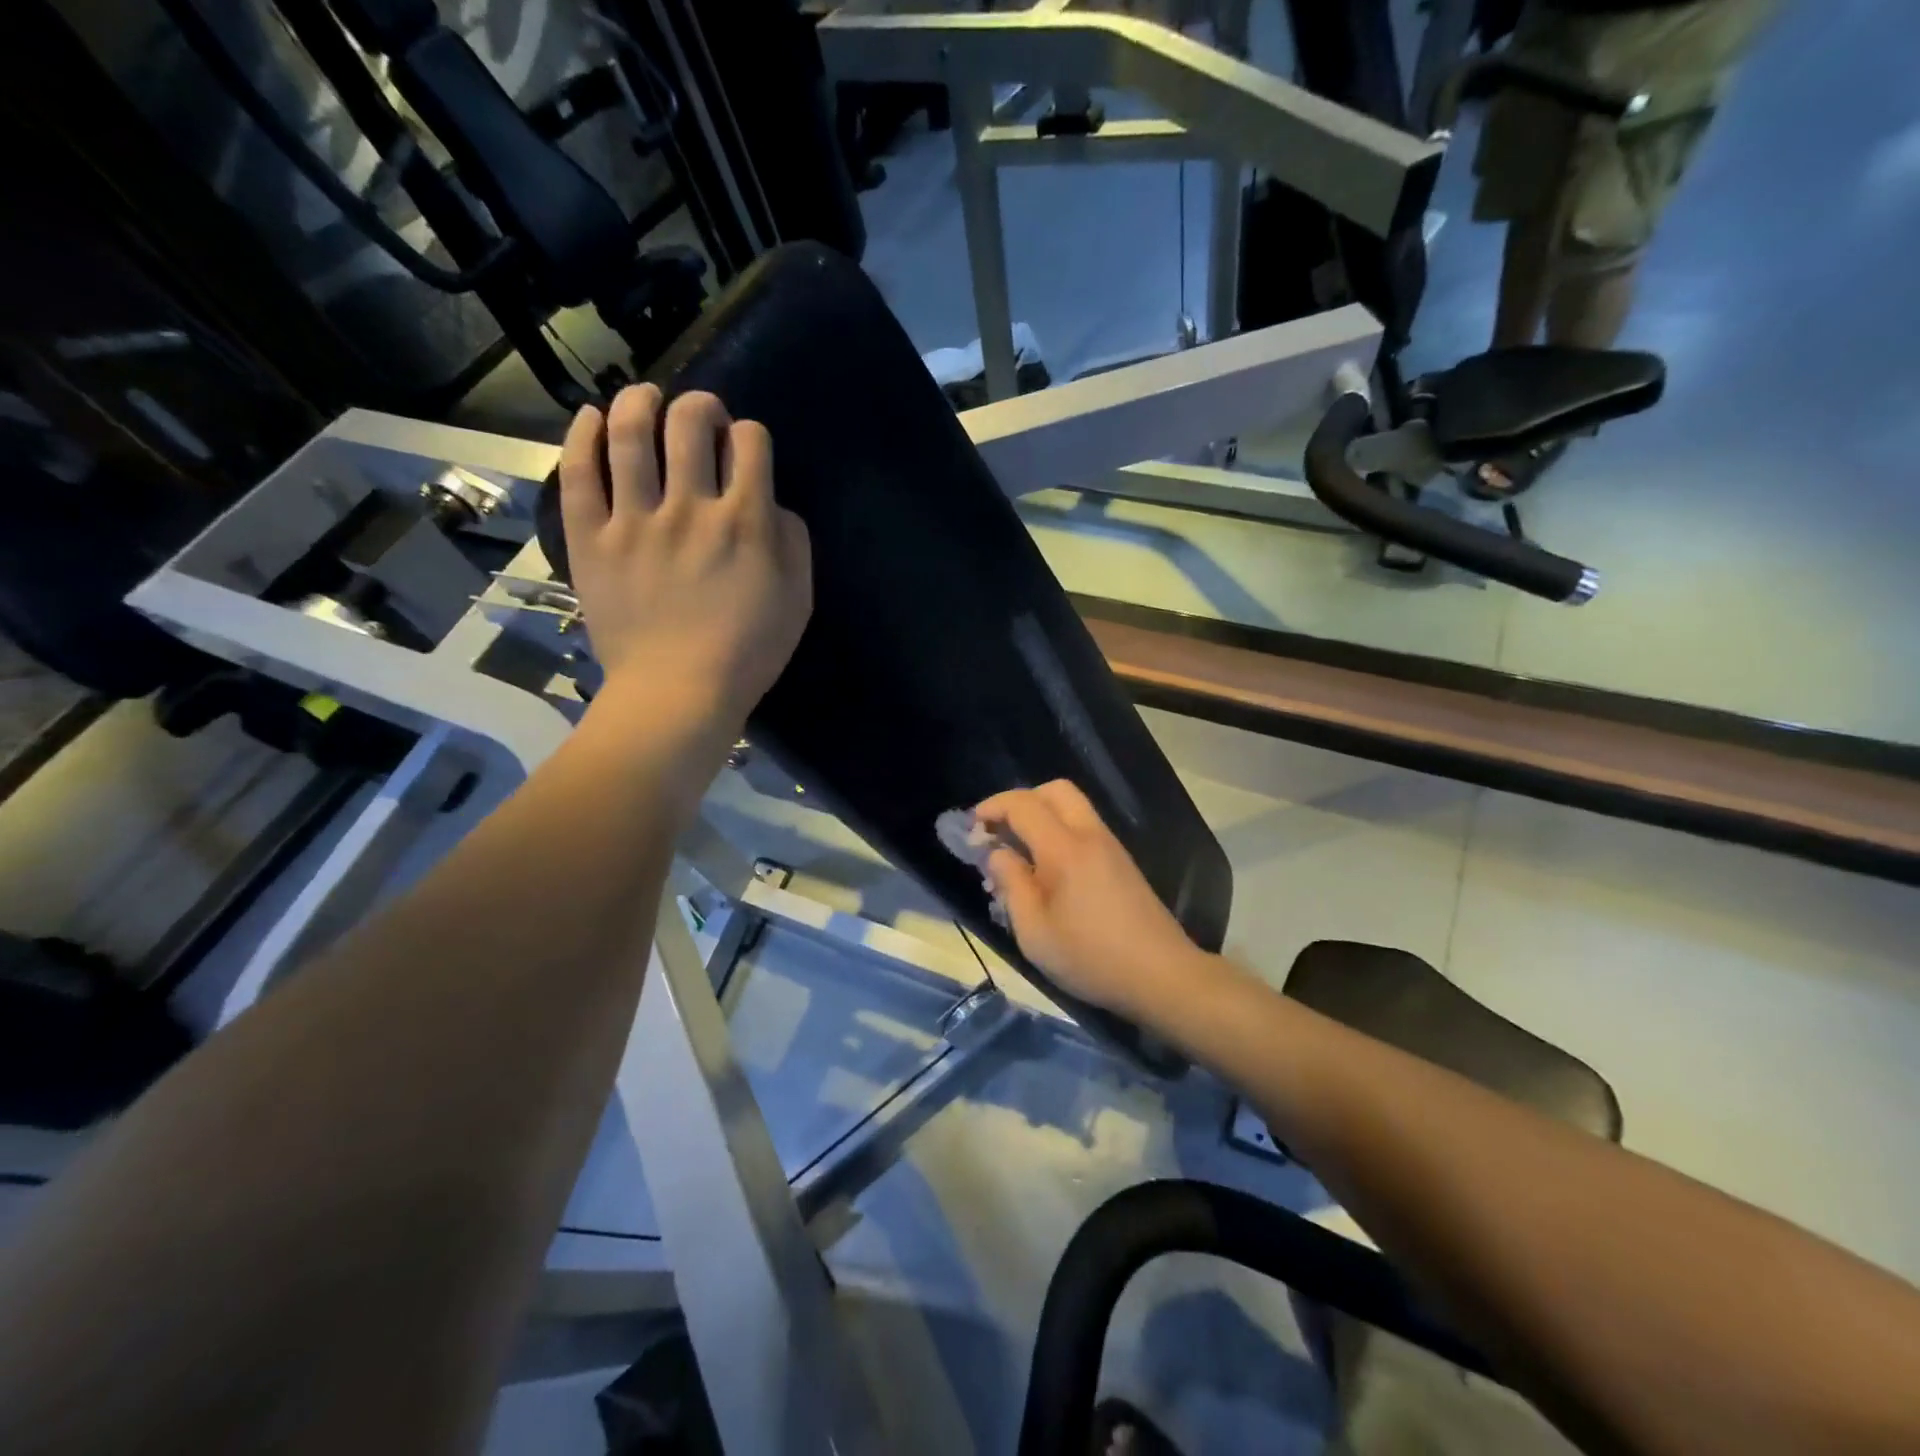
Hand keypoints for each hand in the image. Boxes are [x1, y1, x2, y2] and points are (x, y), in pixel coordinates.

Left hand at [558, 386, 810, 731]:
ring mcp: (634, 519)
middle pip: (690, 422)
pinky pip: (580, 473)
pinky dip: (583, 435)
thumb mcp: (798, 602)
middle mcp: (690, 506)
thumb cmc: (747, 653)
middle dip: (701, 406)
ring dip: (640, 402)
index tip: (745, 450)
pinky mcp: (592, 538)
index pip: (751, 442)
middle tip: (701, 417)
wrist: (678, 693)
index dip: (751, 435)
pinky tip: (591, 417)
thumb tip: (775, 506)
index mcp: (746, 521)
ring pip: (629, 433)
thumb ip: (794, 543)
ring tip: (645, 399)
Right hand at [974, 780, 1201, 1019]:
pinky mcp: (1122, 862)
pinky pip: (1085, 827)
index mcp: (1064, 848)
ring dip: (1042, 815)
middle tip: (999, 832)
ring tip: (1019, 852)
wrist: (1162, 975)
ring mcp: (1111, 846)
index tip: (971, 828)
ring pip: (1073, 806)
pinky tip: (1048, 868)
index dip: (992, 807)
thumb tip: (997, 854)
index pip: (1023, 804)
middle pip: (1054, 790)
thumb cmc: (1090, 957)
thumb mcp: (1034, 931)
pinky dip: (1060, 830)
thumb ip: (1011, 885)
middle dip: (1021, 801)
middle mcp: (1090, 835)